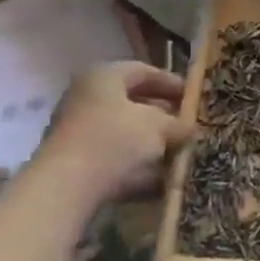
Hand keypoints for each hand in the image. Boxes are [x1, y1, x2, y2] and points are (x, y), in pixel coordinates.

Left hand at [35, 62, 191, 208]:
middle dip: (163, 116)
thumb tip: (189, 128)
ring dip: (152, 144)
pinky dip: (137, 167)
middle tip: (188, 126)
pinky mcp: (77, 164)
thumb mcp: (157, 126)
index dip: (171, 82)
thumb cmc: (114, 140)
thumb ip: (176, 124)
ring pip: (124, 134)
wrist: (66, 189)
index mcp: (103, 76)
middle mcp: (86, 98)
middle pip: (132, 102)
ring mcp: (78, 132)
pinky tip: (161, 181)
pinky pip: (114, 159)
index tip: (193, 97)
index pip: (143, 71)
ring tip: (179, 155)